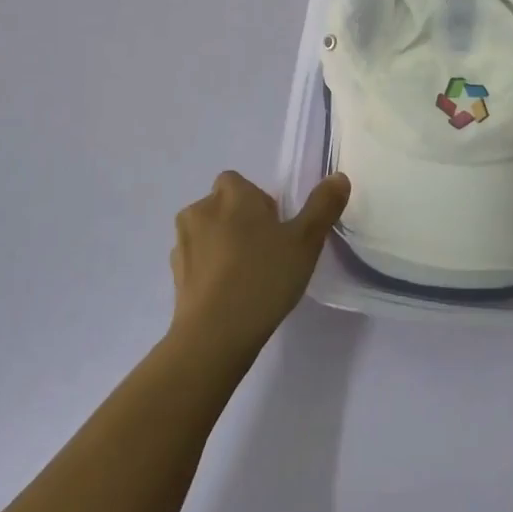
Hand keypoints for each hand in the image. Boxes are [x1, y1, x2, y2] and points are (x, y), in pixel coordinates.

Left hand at [168, 170, 350, 363]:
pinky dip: (209, 269)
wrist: (214, 335)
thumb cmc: (263, 278)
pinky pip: (196, 260)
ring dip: (222, 244)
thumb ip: (323, 206)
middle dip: (240, 221)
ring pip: (207, 232)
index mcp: (232, 195)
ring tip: (246, 275)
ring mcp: (182, 242)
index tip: (276, 230)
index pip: (239, 183)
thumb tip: (338, 177)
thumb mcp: (305, 242)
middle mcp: (201, 209)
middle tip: (265, 252)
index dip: (257, 202)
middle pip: (222, 205)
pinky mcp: (174, 274)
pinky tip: (227, 294)